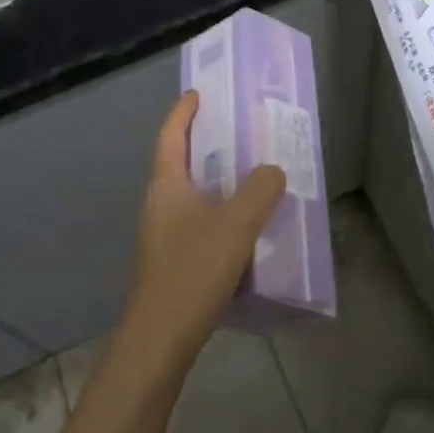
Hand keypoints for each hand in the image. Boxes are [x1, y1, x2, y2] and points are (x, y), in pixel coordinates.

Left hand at [114, 90, 286, 383]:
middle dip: (205, 143)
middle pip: (180, 161)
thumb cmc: (193, 270)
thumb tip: (273, 170)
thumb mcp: (236, 224)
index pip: (170, 135)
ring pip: (192, 194)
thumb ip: (260, 190)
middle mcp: (160, 204)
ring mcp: (164, 235)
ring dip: (217, 180)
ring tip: (251, 173)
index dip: (183, 111)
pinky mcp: (174, 261)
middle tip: (239, 129)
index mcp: (166, 185)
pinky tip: (247, 224)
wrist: (160, 340)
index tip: (199, 92)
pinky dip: (221, 211)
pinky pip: (200, 221)